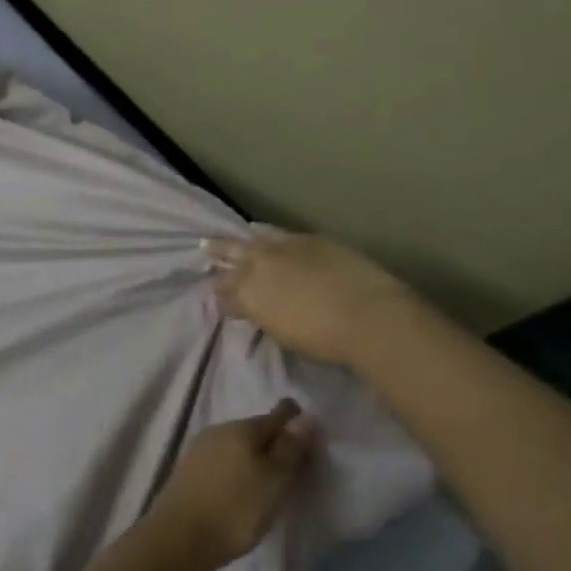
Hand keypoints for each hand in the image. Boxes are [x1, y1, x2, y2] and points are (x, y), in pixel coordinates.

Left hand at [145, 400, 315, 570]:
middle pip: (254, 430)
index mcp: (242, 428)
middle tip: (294, 462)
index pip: (277, 415)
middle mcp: (218, 430)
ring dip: (253, 457)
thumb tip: (306, 417)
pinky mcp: (187, 472)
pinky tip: (240, 487)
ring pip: (235, 446)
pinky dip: (235, 470)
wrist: (178, 538)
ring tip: (269, 479)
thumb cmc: (235, 508)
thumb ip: (290, 448)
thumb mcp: (273, 480)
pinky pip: (220, 462)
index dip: (295, 421)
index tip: (310, 435)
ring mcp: (198, 450)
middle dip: (274, 441)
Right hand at [205, 229, 404, 365]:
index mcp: (248, 293)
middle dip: (217, 253)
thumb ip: (260, 315)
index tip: (214, 293)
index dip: (218, 292)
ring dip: (239, 240)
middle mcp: (259, 264)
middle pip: (230, 254)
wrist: (367, 315)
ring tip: (229, 236)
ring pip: (252, 238)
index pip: (224, 291)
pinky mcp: (309, 240)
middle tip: (204, 250)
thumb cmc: (321, 338)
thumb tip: (246, 307)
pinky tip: (262, 231)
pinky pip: (277, 233)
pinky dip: (265, 233)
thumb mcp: (281, 332)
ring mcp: (285, 247)